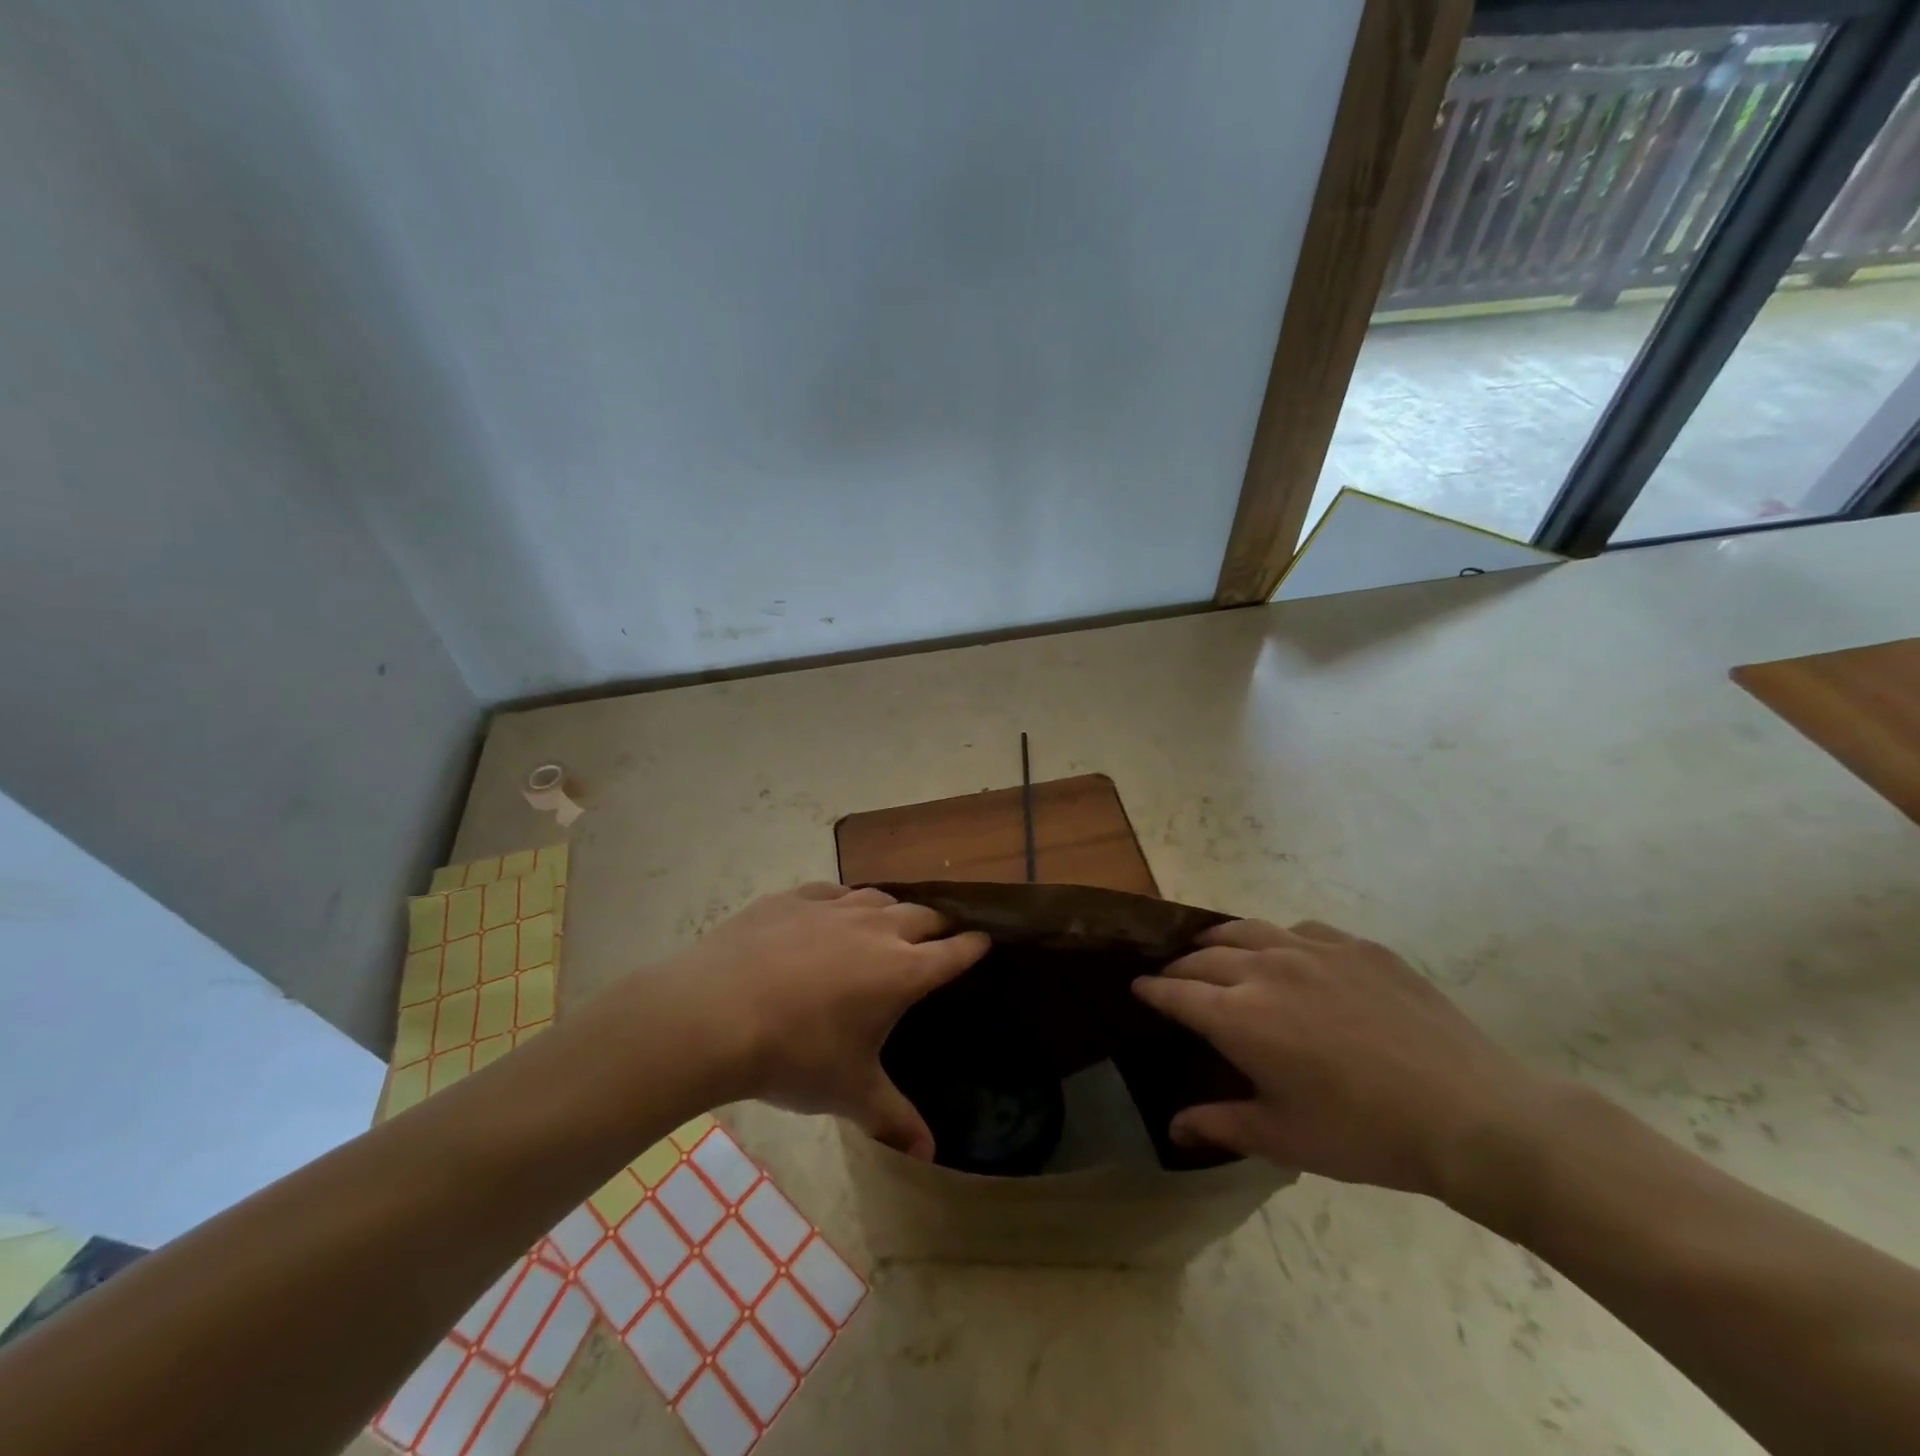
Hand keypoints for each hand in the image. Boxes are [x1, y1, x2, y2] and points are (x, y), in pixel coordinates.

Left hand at [652, 884, 988, 1158]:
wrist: (715, 1014)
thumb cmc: (795, 1056)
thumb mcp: (849, 1093)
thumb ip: (894, 1119)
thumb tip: (929, 1154)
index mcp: (902, 972)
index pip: (954, 952)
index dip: (973, 947)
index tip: (985, 942)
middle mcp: (878, 929)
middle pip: (923, 915)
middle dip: (939, 925)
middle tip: (942, 936)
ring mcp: (834, 908)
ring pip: (880, 898)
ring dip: (894, 909)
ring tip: (892, 923)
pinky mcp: (795, 898)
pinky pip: (834, 891)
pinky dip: (846, 901)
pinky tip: (836, 911)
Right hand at [1133, 919, 1552, 1199]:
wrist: (1471, 1114)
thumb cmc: (1367, 1135)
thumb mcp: (1286, 1139)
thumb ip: (1221, 1125)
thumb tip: (1173, 1127)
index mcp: (1239, 1016)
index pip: (1176, 992)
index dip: (1152, 990)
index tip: (1137, 988)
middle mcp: (1265, 968)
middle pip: (1204, 956)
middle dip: (1181, 967)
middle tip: (1174, 979)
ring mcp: (1313, 949)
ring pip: (1247, 929)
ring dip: (1220, 941)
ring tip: (1214, 951)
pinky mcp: (1357, 945)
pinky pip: (1301, 929)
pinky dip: (1279, 939)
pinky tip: (1290, 955)